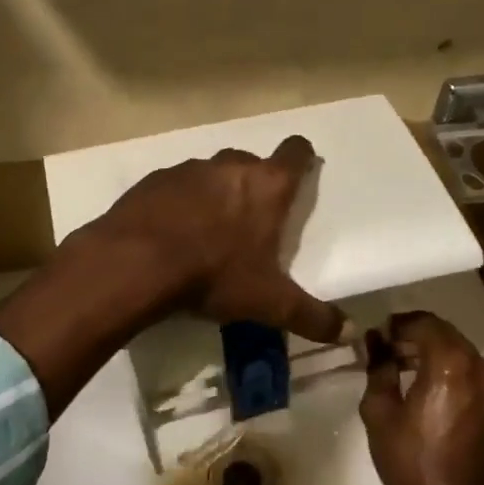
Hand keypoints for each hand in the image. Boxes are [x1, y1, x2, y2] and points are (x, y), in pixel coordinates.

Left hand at [90, 135, 349, 343]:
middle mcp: (229, 167)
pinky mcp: (153, 181)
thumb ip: (312, 317)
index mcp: (267, 186)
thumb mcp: (268, 303)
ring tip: (209, 230)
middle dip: (255, 185)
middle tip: (252, 220)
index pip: (295, 152)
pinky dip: (179, 203)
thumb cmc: (213, 275)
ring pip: (211, 173)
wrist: (135, 263)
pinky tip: (172, 233)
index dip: (301, 158)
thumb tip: (348, 332)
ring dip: (215, 193)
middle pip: (251, 163)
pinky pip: (175, 186)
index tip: (301, 171)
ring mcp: (188, 170)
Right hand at [359, 312, 483, 484]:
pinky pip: (468, 369)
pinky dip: (445, 366)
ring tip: (399, 366)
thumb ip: (378, 369)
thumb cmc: (412, 465)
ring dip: (430, 350)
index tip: (375, 337)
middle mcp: (478, 367)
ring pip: (457, 349)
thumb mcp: (380, 414)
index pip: (422, 323)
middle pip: (443, 332)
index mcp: (450, 365)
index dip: (396, 325)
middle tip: (384, 349)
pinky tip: (422, 384)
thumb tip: (376, 343)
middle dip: (413, 334)